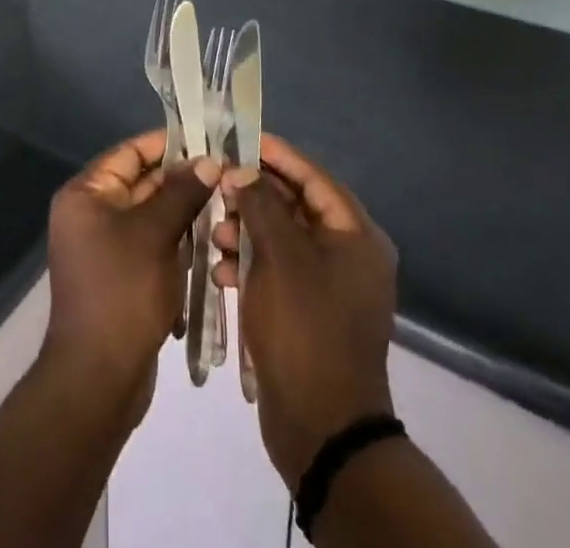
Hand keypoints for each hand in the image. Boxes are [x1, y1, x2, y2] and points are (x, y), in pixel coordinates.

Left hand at [39, 131, 217, 426]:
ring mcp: (106, 247)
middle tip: (226, 174)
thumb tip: (209, 161)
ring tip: (226, 205)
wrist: (99, 379)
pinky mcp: (122, 276)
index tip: (207, 140)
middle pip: (142, 183)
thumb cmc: (122, 292)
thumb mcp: (155, 235)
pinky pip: (153, 245)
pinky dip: (178, 242)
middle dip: (183, 181)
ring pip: (152, 216)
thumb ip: (181, 193)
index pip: (130, 154)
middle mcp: (91, 214)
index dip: (167, 145)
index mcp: (86, 195)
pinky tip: (211, 243)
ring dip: (185, 213)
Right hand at [213, 135, 397, 485]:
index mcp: (355, 236)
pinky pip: (275, 270)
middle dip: (253, 197)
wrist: (321, 429)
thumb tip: (243, 171)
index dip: (277, 155)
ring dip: (245, 232)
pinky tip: (220, 271)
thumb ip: (260, 204)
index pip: (313, 177)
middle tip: (218, 187)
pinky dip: (249, 265)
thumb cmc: (305, 328)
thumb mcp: (279, 257)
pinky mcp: (307, 312)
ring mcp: (328, 286)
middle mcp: (348, 255)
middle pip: (294, 206)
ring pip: (280, 239)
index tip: (240, 139)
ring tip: (214, 235)